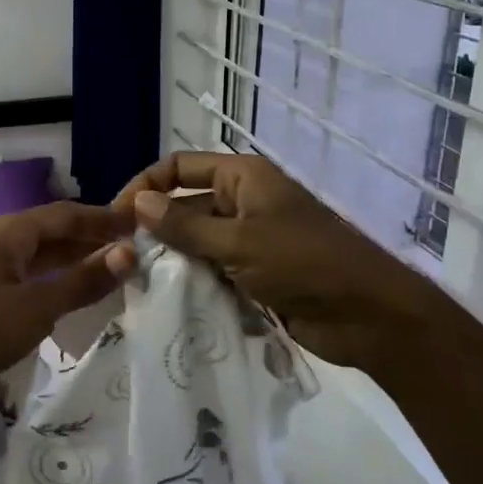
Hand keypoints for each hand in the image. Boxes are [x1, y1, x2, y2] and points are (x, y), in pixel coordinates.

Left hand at [0, 203, 136, 419]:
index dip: (104, 218)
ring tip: (114, 276)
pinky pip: (29, 284)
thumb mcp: (36, 307)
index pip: (67, 214)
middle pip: (54, 234)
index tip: (142, 225)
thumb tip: (129, 253)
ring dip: (75, 266)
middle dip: (92, 241)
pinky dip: (55, 288)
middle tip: (135, 253)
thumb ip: (82, 281)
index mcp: (10, 232)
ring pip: (41, 261)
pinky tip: (73, 303)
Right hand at [114, 152, 421, 367]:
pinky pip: (214, 270)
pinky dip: (194, 282)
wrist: (367, 315)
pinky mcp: (255, 273)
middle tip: (122, 260)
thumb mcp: (238, 242)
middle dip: (156, 229)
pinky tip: (168, 301)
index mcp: (243, 178)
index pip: (180, 167)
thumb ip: (185, 225)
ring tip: (138, 283)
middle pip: (186, 205)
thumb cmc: (304, 264)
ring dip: (173, 260)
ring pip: (197, 242)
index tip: (115, 217)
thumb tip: (137, 203)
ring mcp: (250, 239)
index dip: (146, 185)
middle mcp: (244, 201)